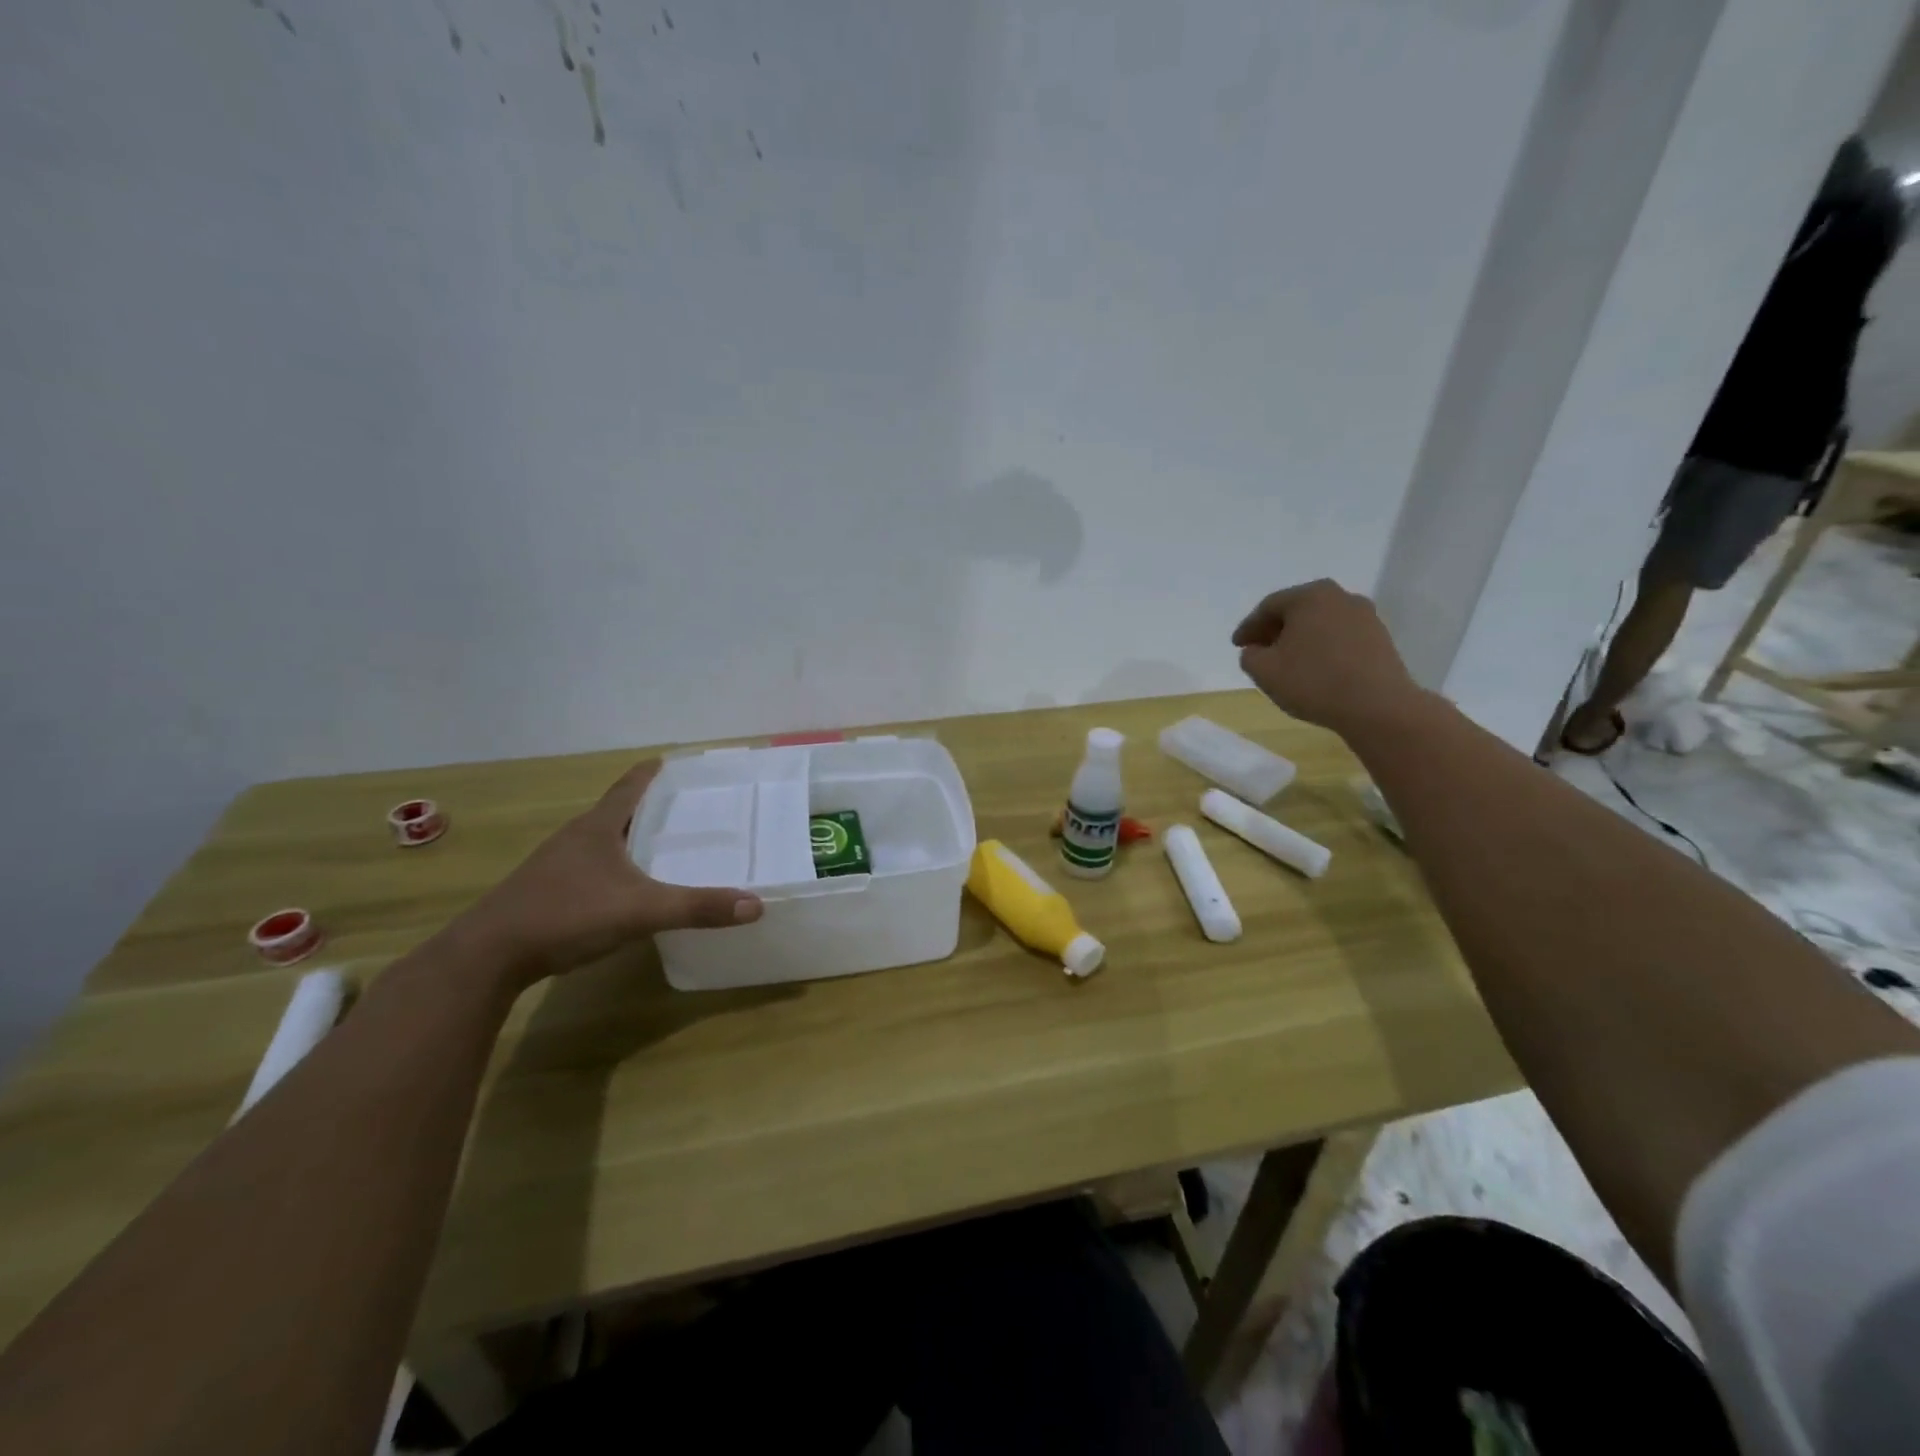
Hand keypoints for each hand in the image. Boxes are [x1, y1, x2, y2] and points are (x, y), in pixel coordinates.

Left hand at [453, 760, 761, 987]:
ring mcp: (556, 864)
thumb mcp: (641, 911)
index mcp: (598, 827)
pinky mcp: (546, 890)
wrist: (487, 956)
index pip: (631, 786)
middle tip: (688, 807)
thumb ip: (698, 908)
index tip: (675, 761)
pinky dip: (615, 865)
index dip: (653, 772)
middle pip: (618, 811)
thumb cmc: (566, 915)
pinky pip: (591, 865)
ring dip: (631, 837)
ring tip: (664, 844)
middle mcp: (576, 837)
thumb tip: (756, 905)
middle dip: (651, 806)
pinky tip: (628, 885)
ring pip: (603, 840)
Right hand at [1232, 579, 1419, 734]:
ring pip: (1321, 622)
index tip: (1237, 646)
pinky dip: (1323, 647)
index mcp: (1310, 596)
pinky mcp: (1380, 637)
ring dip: (1300, 638)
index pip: (1268, 607)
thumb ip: (1249, 656)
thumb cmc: (1314, 682)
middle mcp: (1340, 596)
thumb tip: (1256, 650)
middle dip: (1275, 629)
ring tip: (1287, 661)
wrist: (1377, 706)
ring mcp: (1365, 616)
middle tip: (1259, 650)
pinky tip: (1316, 667)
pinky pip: (1340, 636)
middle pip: (1297, 610)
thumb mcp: (1264, 671)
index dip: (1248, 627)